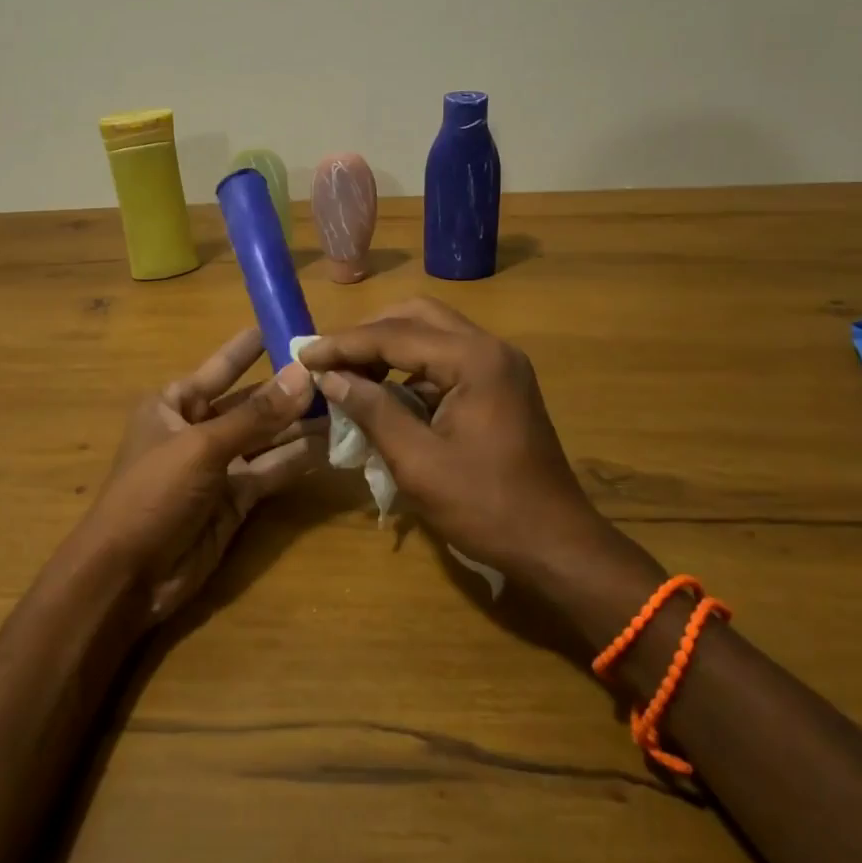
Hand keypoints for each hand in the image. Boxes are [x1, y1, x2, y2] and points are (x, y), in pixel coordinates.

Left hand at [77, 328, 322, 627]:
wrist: (128, 577)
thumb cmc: (153, 493)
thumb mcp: (202, 447)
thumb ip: (256, 415)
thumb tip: (304, 375)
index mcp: (173, 404)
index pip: (220, 367)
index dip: (251, 348)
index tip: (284, 325)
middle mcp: (197, 428)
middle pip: (249, 402)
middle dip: (286, 389)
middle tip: (333, 369)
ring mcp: (218, 466)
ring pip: (266, 438)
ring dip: (299, 424)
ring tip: (344, 404)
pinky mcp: (236, 499)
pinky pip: (271, 470)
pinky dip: (297, 459)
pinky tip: (330, 444)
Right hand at [296, 299, 662, 606]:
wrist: (558, 545)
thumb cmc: (487, 507)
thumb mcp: (418, 463)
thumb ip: (372, 410)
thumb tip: (330, 377)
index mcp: (475, 360)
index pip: (395, 334)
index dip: (344, 344)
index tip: (303, 354)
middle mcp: (490, 348)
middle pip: (416, 317)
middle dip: (367, 333)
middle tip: (328, 357)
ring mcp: (499, 365)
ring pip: (432, 335)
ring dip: (388, 348)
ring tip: (347, 373)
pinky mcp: (499, 385)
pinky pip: (446, 360)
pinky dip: (410, 369)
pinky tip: (383, 394)